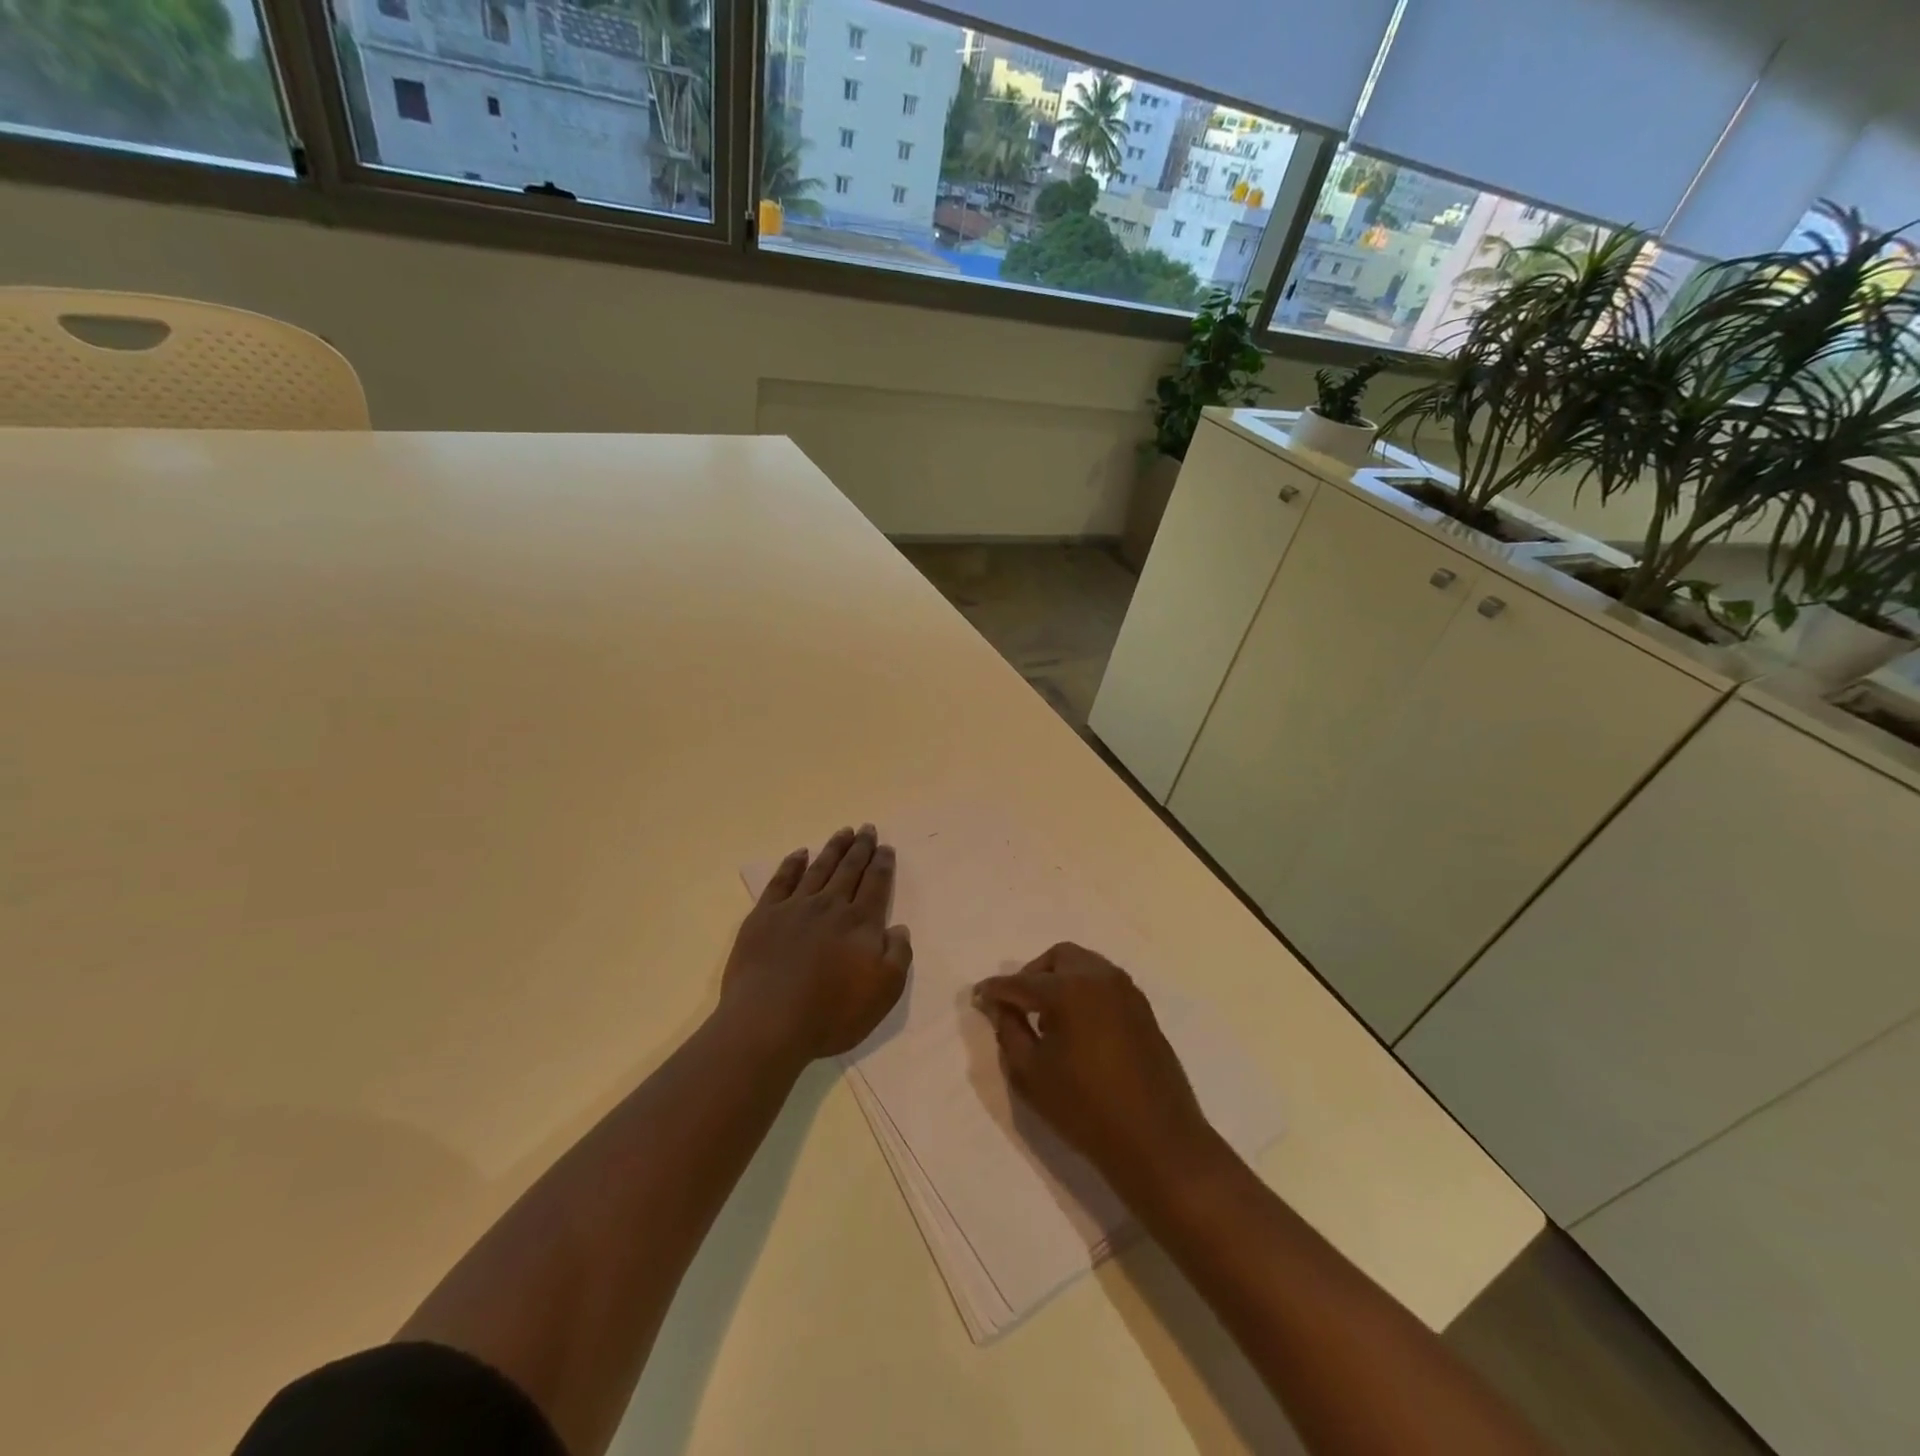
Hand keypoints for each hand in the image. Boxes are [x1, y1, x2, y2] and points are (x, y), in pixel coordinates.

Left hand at [721, 825, 911, 1063]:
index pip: (876, 884)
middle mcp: (830, 906)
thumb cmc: (831, 1015)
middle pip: (849, 869)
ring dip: (833, 848)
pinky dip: (792, 864)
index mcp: (861, 923)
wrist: (767, 1023)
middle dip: (861, 848)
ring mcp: (795, 908)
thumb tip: (899, 928)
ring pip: (819, 868)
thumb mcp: (884, 993)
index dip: (883, 864)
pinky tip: (800, 854)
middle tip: (867, 828)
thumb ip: (898, 956)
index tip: (885, 847)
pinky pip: (781, 881)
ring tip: (843, 832)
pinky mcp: (764, 916)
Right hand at [974, 943, 1216, 1190]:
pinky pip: (1104, 984)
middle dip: (1032, 975)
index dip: (995, 990)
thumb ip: (1009, 1031)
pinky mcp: (1143, 1009)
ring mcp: (1126, 991)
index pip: (1021, 982)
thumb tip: (1000, 1006)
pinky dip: (1084, 991)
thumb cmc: (1085, 1109)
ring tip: (1048, 1017)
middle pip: (1057, 958)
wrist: (1157, 1141)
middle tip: (1018, 1005)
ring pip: (1084, 965)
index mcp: (1069, 989)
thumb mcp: (1031, 1074)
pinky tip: (1077, 1027)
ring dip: (1060, 980)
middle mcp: (1099, 977)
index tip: (978, 997)